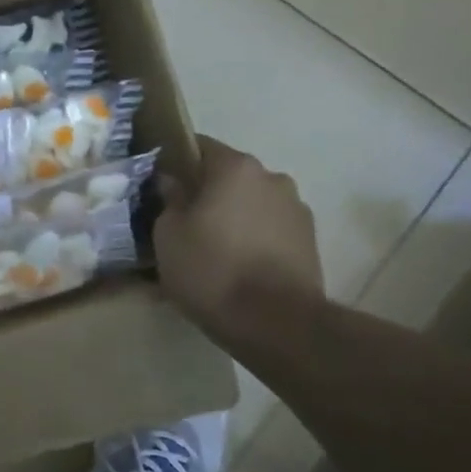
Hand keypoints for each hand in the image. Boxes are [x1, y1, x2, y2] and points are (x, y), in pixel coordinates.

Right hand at [155, 136, 323, 334]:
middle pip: (229, 177)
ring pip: (251, 204)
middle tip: (183, 223)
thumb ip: (169, 200)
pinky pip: (269, 230)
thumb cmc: (212, 270)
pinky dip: (253, 240)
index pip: (199, 146)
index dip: (176, 162)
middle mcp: (272, 178)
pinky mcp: (310, 242)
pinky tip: (237, 268)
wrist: (277, 324)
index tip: (160, 185)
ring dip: (233, 218)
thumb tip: (172, 183)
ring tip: (212, 251)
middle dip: (206, 194)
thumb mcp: (168, 235)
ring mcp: (296, 210)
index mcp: (235, 168)